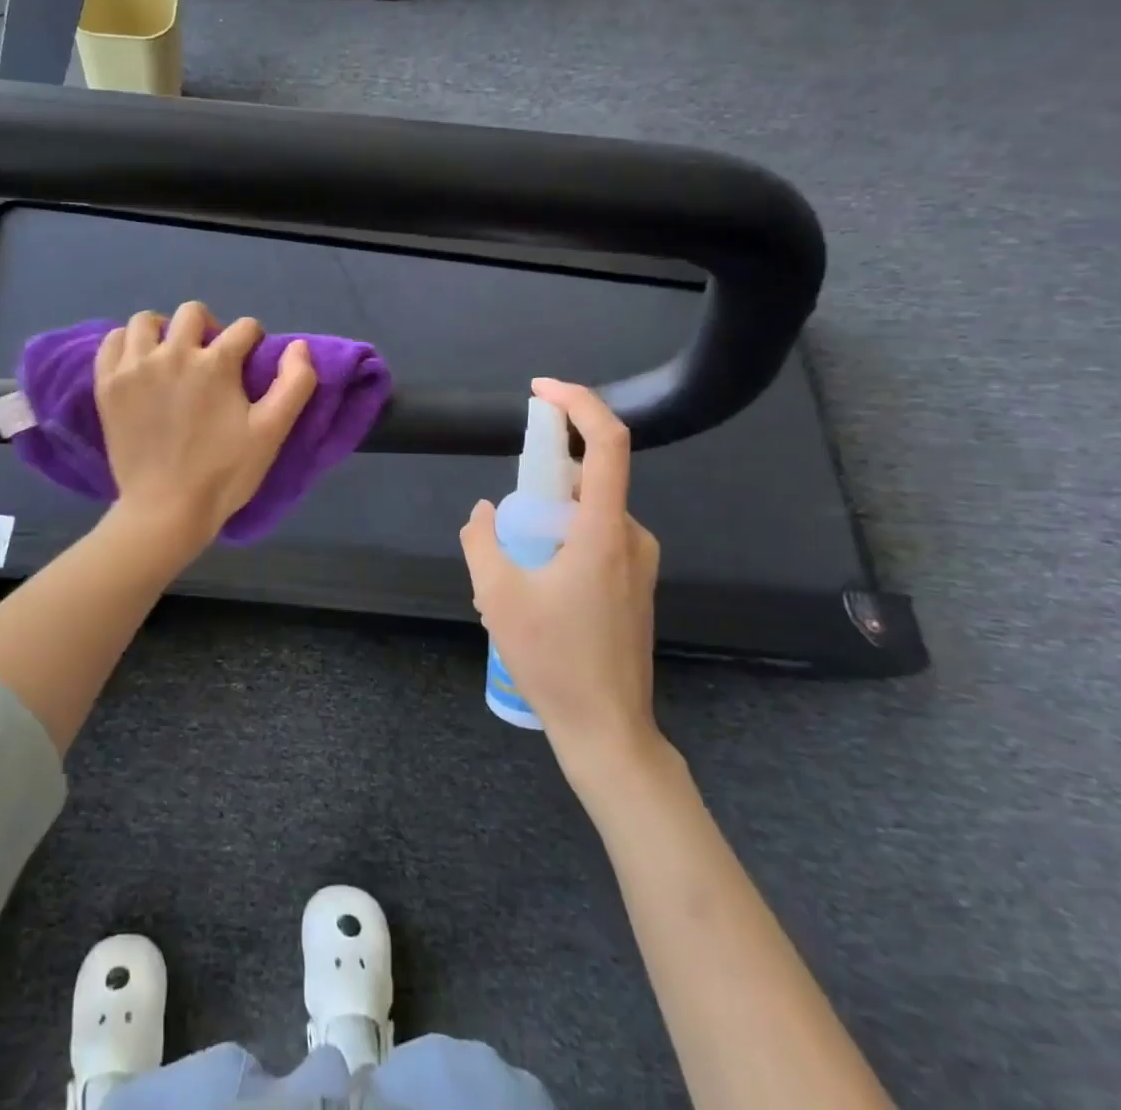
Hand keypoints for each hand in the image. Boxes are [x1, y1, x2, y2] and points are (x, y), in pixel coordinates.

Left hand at [95, 301, 317, 555]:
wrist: (165, 510)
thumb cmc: (224, 473)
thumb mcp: (271, 433)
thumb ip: (295, 384)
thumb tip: (298, 346)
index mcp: (216, 363)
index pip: (244, 328)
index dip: (253, 343)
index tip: (248, 366)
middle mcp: (172, 353)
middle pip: (192, 313)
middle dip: (209, 328)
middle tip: (210, 359)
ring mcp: (134, 367)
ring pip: (146, 321)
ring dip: (164, 331)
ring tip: (170, 357)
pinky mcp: (107, 385)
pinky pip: (112, 341)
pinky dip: (127, 345)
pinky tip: (138, 364)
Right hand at [458, 378, 663, 779]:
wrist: (608, 730)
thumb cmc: (553, 659)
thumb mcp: (497, 595)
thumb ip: (482, 540)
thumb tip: (484, 512)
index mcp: (604, 531)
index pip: (607, 443)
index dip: (578, 404)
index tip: (541, 391)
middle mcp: (631, 537)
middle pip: (586, 481)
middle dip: (537, 487)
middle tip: (501, 532)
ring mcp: (638, 563)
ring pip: (585, 516)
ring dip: (543, 526)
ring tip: (507, 577)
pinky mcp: (635, 585)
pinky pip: (593, 542)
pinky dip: (557, 546)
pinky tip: (531, 593)